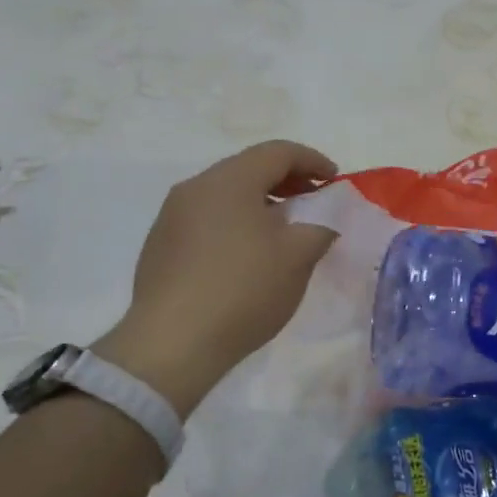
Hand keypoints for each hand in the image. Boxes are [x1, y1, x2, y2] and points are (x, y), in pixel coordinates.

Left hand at [95, 141, 337, 417]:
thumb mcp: (298, 257)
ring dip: (260, 203)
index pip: (278, 152)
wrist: (173, 344)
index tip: (335, 180)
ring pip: (225, 194)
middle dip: (287, 180)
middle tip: (314, 201)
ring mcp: (172, 216)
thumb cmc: (243, 290)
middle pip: (248, 168)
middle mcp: (195, 188)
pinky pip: (207, 219)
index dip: (312, 161)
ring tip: (284, 229)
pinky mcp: (160, 245)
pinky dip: (235, 223)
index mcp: (229, 180)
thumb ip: (320, 227)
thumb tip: (323, 221)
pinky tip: (248, 254)